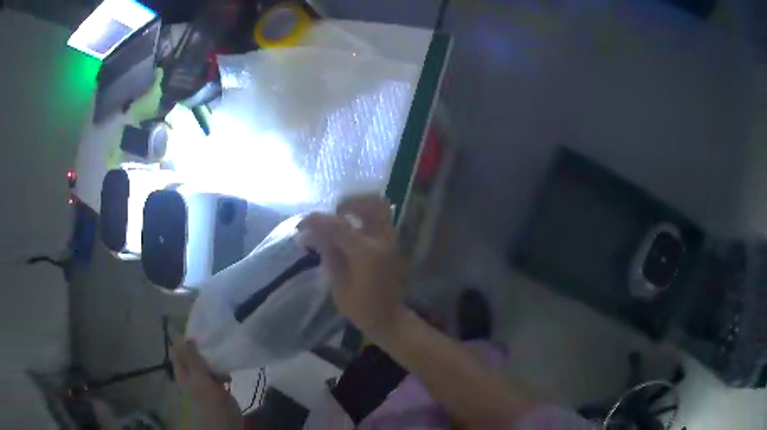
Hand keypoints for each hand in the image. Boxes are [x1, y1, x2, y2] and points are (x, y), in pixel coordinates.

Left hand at [170, 334, 228, 401]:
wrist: (225, 415)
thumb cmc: (208, 395)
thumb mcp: (198, 374)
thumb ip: (191, 356)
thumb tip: (185, 336)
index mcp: (182, 371)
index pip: (177, 351)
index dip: (180, 340)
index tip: (190, 328)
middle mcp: (191, 374)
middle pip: (191, 355)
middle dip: (198, 346)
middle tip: (206, 335)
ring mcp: (204, 379)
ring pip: (204, 363)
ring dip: (210, 357)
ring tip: (218, 348)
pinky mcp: (216, 384)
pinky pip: (216, 371)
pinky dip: (221, 368)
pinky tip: (227, 367)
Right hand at [298, 195, 407, 341]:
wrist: (389, 319)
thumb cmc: (361, 308)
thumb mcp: (338, 284)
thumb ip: (327, 253)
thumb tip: (309, 234)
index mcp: (366, 252)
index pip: (338, 225)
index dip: (317, 220)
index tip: (301, 224)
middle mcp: (382, 240)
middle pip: (371, 204)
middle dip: (348, 203)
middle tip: (330, 215)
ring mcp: (391, 240)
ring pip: (380, 207)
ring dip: (359, 206)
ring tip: (340, 218)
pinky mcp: (393, 244)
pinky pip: (381, 219)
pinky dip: (365, 216)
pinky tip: (350, 228)